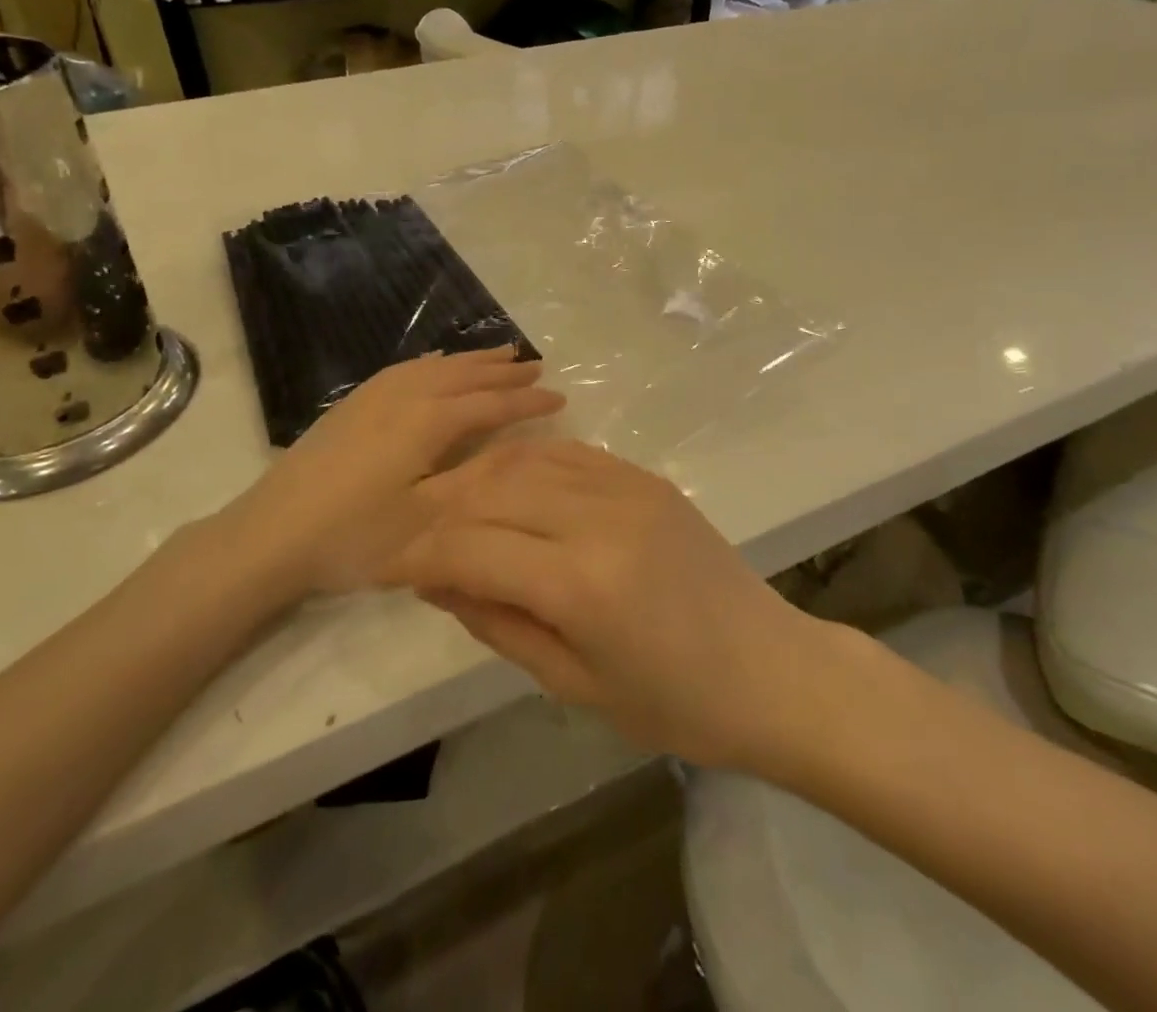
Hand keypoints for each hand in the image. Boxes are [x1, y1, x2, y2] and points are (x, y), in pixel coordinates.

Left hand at [214, 348, 564, 595]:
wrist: (270, 535)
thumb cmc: (354, 536)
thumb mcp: (426, 518)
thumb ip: (475, 478)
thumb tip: (517, 448)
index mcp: (428, 421)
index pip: (492, 403)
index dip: (527, 400)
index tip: (561, 397)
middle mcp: (406, 396)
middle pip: (465, 375)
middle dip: (504, 370)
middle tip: (538, 365)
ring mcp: (375, 396)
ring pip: (436, 366)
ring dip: (472, 360)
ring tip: (500, 352)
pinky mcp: (353, 404)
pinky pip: (406, 369)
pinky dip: (434, 362)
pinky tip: (437, 362)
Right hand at [383, 440, 827, 770]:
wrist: (769, 668)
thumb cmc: (675, 704)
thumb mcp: (573, 682)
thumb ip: (498, 622)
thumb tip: (437, 579)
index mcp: (581, 582)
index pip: (471, 546)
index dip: (418, 555)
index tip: (387, 569)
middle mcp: (599, 515)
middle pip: (490, 490)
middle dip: (439, 514)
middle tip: (414, 542)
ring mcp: (627, 486)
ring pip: (524, 460)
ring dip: (477, 481)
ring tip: (452, 513)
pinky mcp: (645, 476)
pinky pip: (567, 453)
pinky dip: (525, 463)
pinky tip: (507, 485)